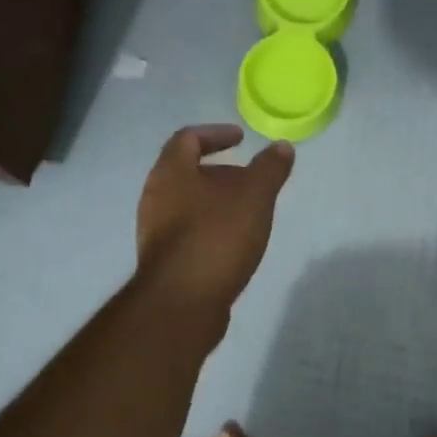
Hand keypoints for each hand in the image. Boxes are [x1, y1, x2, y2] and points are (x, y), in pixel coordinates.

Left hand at [137, 125, 294, 316]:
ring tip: (249, 212)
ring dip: (217, 202)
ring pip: (188, 204)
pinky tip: (235, 243)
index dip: (216, 134)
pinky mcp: (163, 261)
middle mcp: (155, 197)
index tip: (241, 139)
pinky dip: (212, 227)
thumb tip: (281, 147)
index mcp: (170, 173)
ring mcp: (156, 231)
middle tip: (251, 179)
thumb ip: (269, 169)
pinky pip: (189, 232)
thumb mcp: (254, 197)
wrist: (182, 303)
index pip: (187, 139)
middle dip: (221, 172)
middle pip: (186, 172)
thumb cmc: (216, 237)